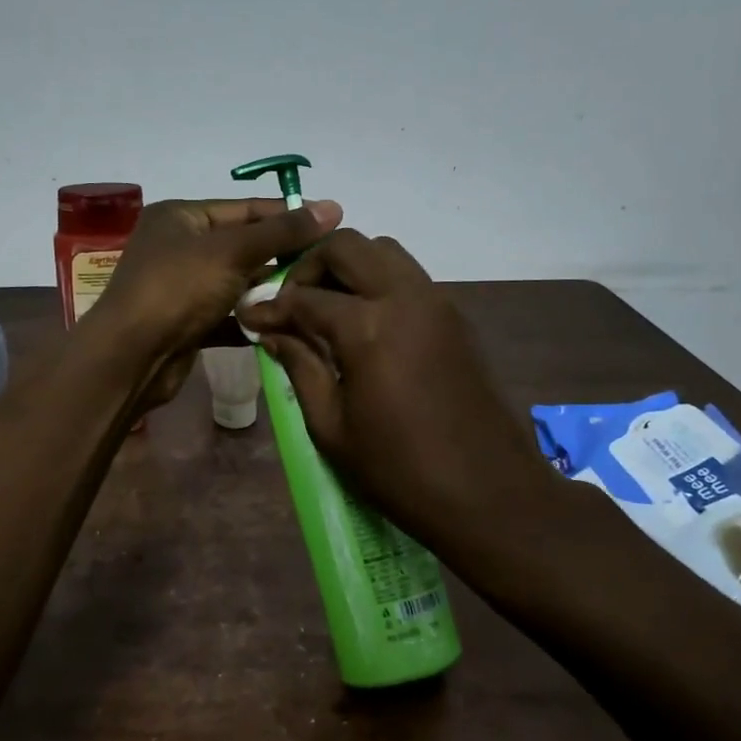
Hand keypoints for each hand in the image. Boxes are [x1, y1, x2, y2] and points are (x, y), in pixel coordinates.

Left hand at [94, 196, 342, 409]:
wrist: (131, 357)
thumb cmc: (177, 289)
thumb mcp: (232, 251)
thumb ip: (283, 232)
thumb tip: (333, 206)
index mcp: (181, 217)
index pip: (246, 209)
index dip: (288, 215)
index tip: (333, 224)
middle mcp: (179, 247)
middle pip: (243, 246)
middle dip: (282, 257)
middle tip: (328, 266)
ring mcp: (182, 287)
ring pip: (237, 283)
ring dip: (270, 291)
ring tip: (315, 295)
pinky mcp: (187, 324)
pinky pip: (228, 315)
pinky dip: (252, 319)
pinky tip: (286, 324)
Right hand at [236, 229, 539, 548]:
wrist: (489, 493)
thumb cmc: (399, 470)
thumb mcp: (331, 427)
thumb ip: (300, 368)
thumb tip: (272, 333)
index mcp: (368, 326)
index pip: (304, 297)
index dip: (270, 306)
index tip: (250, 317)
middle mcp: (405, 297)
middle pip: (348, 246)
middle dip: (310, 265)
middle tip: (292, 303)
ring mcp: (438, 304)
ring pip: (385, 253)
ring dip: (349, 268)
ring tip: (328, 310)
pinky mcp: (458, 319)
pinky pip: (410, 279)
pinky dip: (379, 284)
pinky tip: (366, 326)